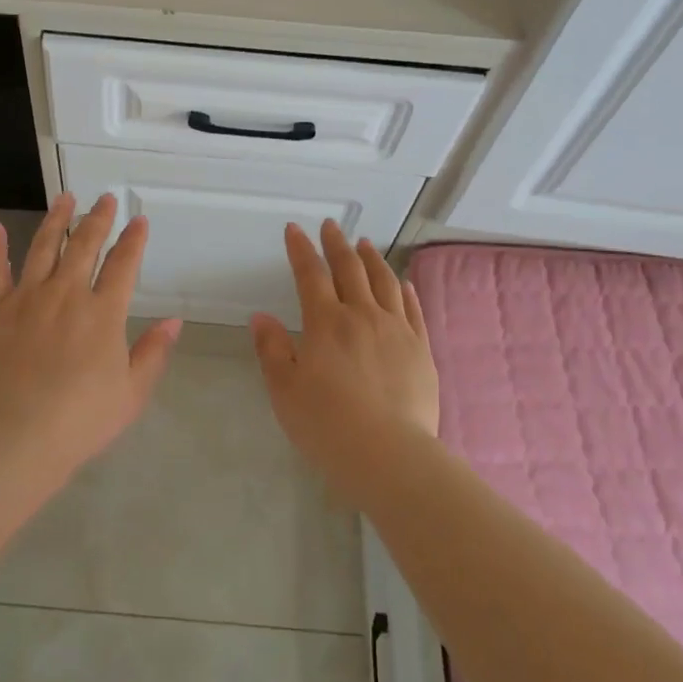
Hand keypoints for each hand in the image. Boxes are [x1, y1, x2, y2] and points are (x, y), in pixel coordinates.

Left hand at [0, 192, 181, 473]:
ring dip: (57, 220)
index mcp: (103, 313)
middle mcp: (66, 294)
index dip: (133, 240)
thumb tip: (174, 321)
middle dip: (98, 219)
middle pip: (84, 245)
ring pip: (43, 247)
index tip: (139, 220)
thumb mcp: (131, 392)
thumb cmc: (81, 420)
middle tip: (105, 199)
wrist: (17, 437)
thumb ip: (153, 352)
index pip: (123, 265)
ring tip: (65, 198)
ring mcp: (26, 298)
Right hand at [250, 221, 438, 499]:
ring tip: (365, 244)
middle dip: (337, 244)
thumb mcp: (285, 390)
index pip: (311, 275)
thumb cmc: (327, 425)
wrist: (390, 455)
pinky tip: (402, 282)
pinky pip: (412, 309)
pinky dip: (405, 290)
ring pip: (384, 282)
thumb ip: (272, 349)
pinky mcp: (421, 350)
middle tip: (331, 226)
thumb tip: (261, 317)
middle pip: (350, 270)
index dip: (301, 249)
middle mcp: (363, 316)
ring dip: (372, 259)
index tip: (294, 229)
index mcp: (326, 323)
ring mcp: (397, 330)